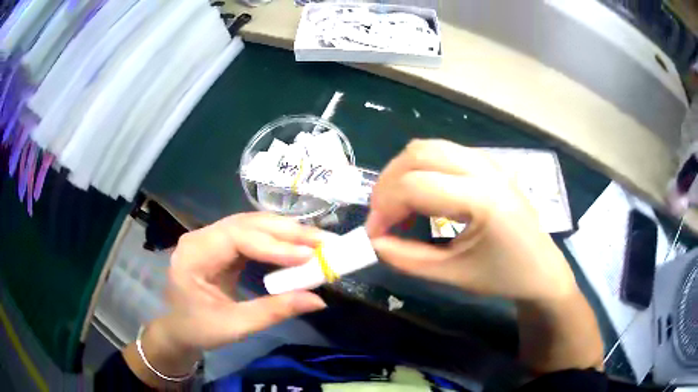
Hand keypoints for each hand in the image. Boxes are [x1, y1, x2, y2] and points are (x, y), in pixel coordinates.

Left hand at [160, 212, 326, 353]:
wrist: (180, 328)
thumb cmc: (200, 329)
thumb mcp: (235, 326)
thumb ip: (274, 311)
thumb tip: (318, 301)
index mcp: (194, 255)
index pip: (236, 237)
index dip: (273, 245)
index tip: (308, 256)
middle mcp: (200, 237)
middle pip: (246, 223)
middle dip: (286, 232)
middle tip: (323, 241)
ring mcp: (210, 237)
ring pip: (251, 224)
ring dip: (284, 232)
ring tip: (316, 240)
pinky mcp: (221, 244)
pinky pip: (251, 234)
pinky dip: (276, 239)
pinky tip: (296, 244)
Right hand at [366, 140, 576, 302]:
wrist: (541, 269)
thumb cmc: (502, 276)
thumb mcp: (452, 274)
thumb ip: (406, 258)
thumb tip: (374, 241)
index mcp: (482, 199)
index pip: (415, 185)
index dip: (383, 208)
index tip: (374, 235)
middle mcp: (485, 169)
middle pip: (418, 154)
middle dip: (388, 184)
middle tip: (382, 217)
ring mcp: (488, 161)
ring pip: (429, 147)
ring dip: (403, 172)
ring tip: (399, 206)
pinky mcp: (488, 163)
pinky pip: (444, 152)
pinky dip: (422, 168)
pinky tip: (423, 195)